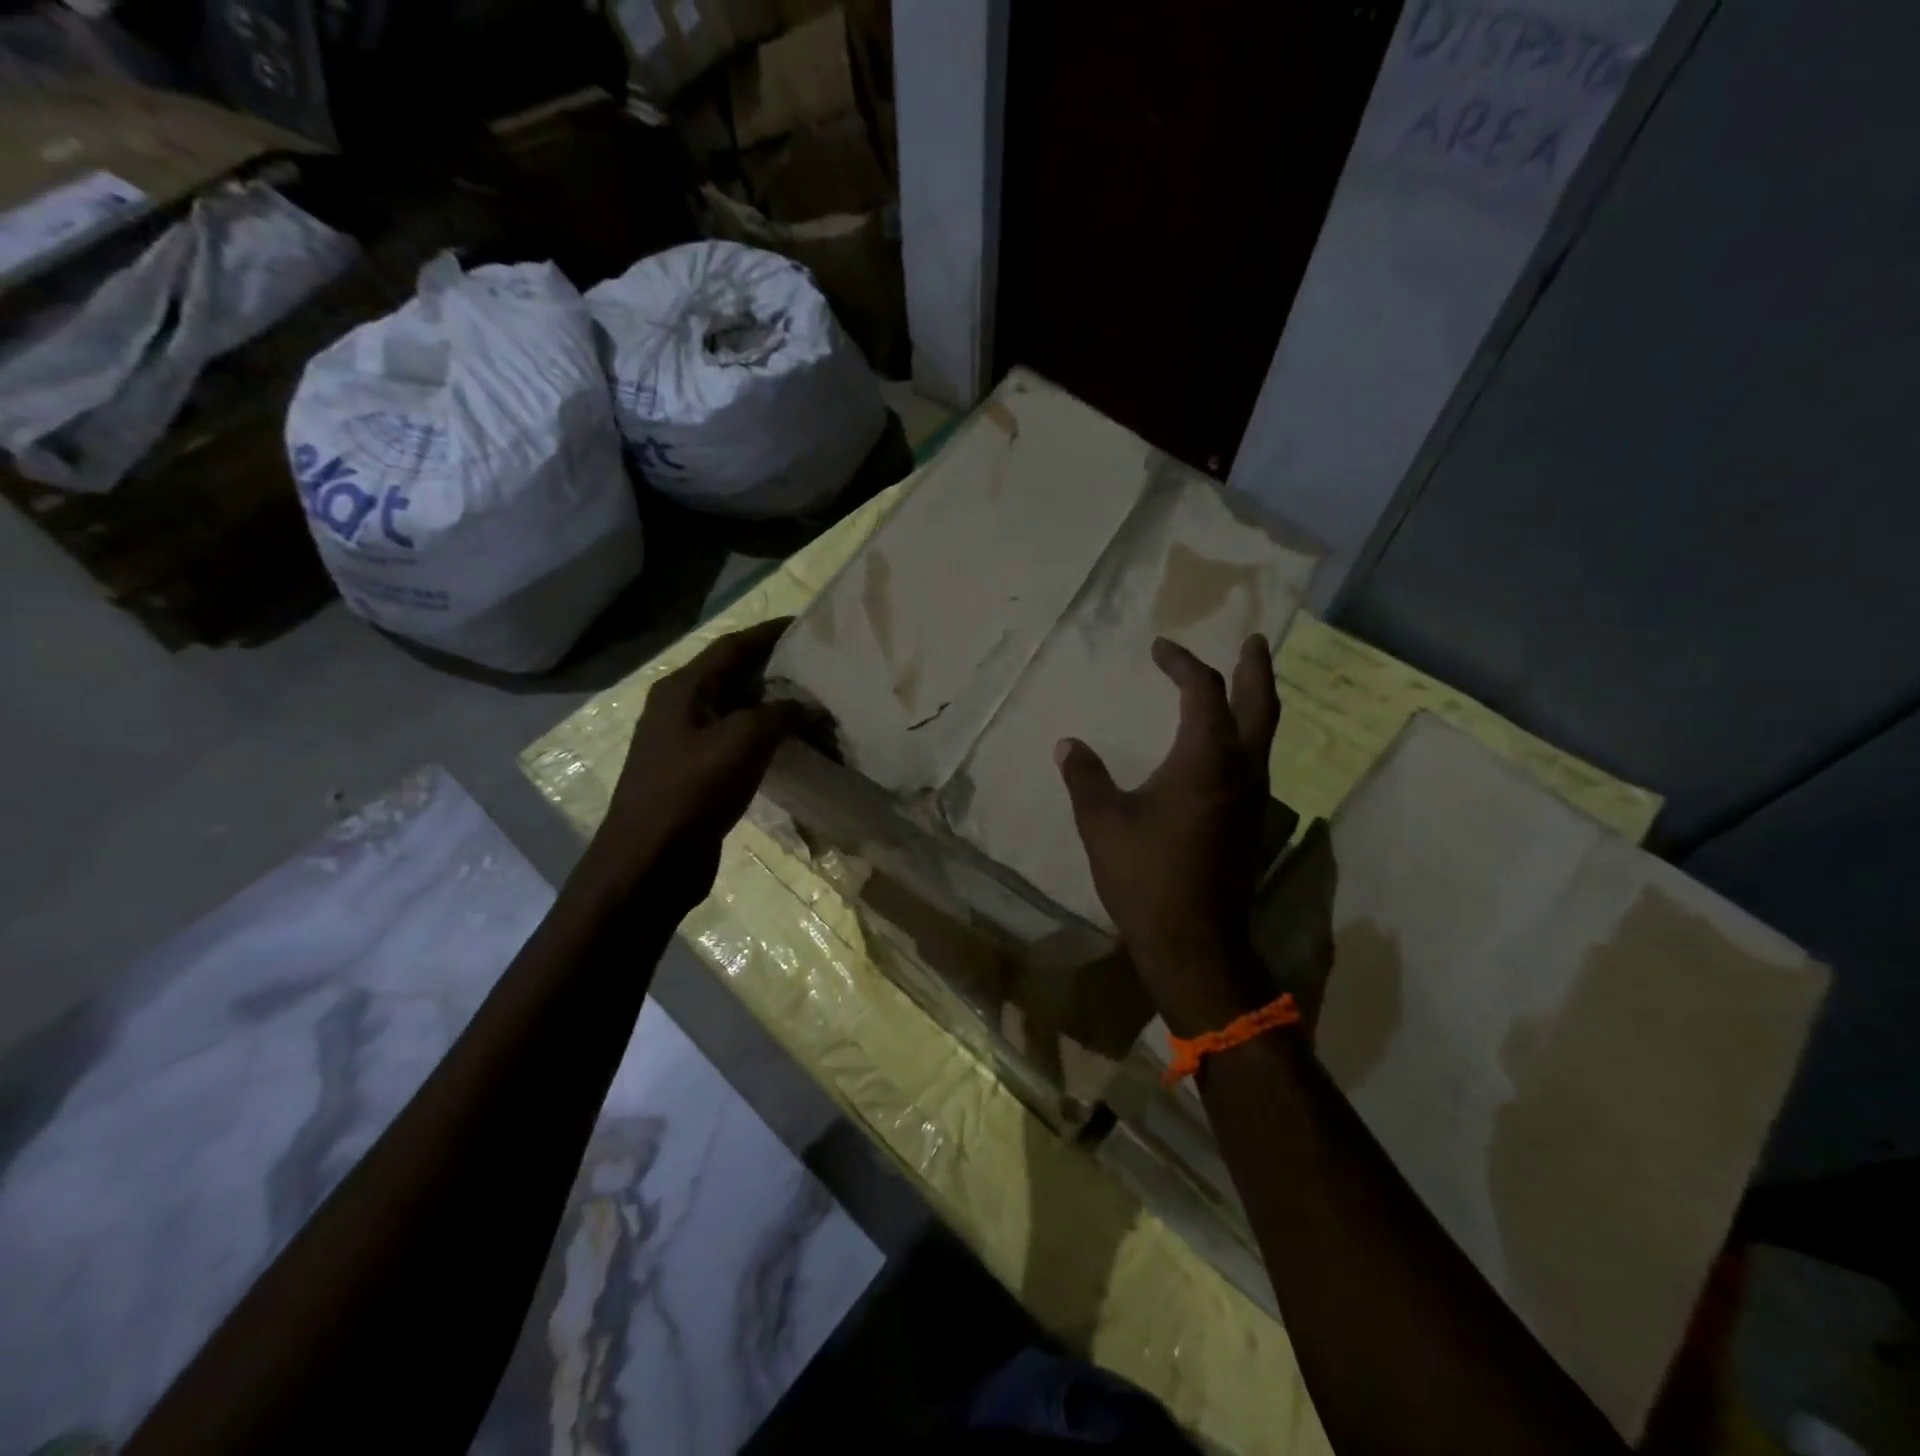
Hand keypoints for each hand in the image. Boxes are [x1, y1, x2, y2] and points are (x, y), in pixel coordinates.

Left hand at [581, 618, 807, 909]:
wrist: (649, 861)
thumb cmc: (692, 791)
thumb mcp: (743, 741)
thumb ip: (780, 714)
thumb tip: (809, 706)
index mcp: (683, 689)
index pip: (732, 646)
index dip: (769, 633)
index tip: (807, 626)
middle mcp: (679, 708)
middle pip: (732, 675)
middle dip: (774, 669)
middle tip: (818, 668)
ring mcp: (683, 743)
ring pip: (735, 711)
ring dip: (771, 706)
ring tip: (812, 705)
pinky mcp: (693, 774)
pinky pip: (734, 742)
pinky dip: (763, 738)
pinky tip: (789, 746)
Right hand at [1056, 635, 1282, 1036]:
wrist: (1195, 943)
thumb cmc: (1145, 877)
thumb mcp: (1102, 823)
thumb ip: (1085, 777)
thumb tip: (1067, 744)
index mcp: (1205, 759)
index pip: (1202, 691)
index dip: (1182, 664)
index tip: (1160, 649)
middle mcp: (1241, 770)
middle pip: (1260, 705)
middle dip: (1256, 669)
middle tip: (1254, 641)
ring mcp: (1255, 799)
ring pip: (1265, 736)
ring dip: (1257, 702)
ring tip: (1244, 682)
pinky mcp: (1253, 823)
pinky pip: (1257, 762)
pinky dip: (1248, 736)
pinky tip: (1229, 746)